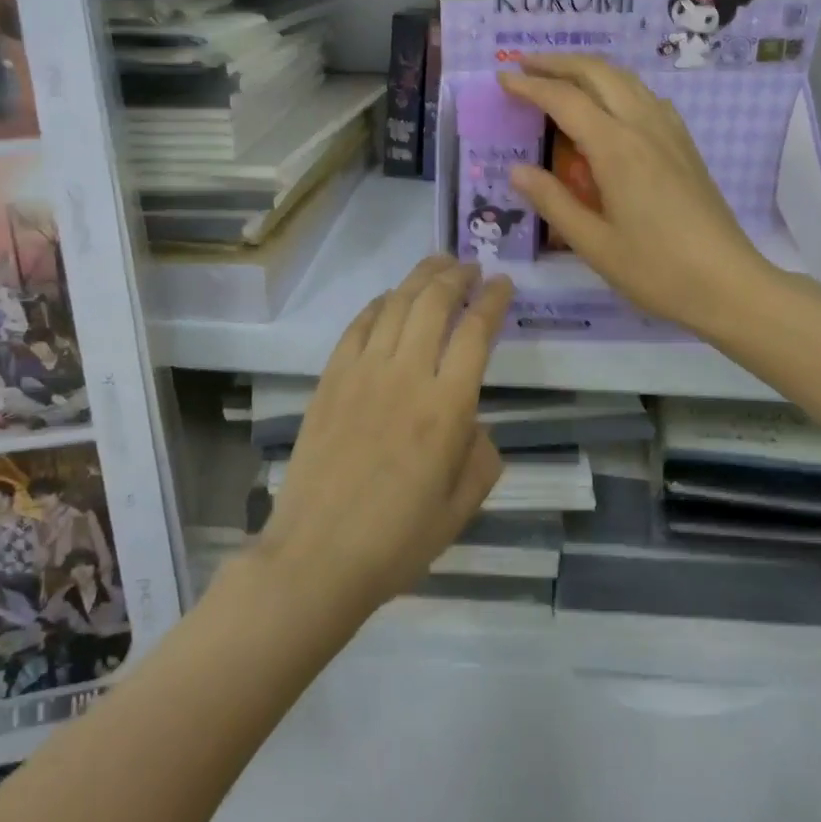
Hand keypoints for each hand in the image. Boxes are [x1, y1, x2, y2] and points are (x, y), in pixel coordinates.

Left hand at [256, 256, 512, 620]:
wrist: (317, 557)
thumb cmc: (398, 540)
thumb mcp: (462, 507)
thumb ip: (482, 455)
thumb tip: (471, 424)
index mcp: (446, 408)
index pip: (476, 332)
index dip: (493, 300)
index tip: (503, 284)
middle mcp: (406, 376)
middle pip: (434, 303)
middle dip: (457, 276)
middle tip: (471, 266)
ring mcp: (362, 373)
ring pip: (395, 305)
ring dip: (420, 278)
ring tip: (438, 264)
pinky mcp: (331, 380)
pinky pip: (358, 327)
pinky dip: (378, 304)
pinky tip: (389, 299)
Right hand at [500, 54, 768, 335]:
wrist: (729, 284)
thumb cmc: (656, 270)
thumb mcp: (593, 244)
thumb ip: (553, 202)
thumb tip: (516, 170)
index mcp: (617, 149)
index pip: (565, 100)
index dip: (530, 86)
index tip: (502, 78)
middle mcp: (644, 127)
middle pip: (599, 73)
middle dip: (559, 62)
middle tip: (526, 63)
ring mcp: (670, 134)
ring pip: (627, 80)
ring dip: (590, 70)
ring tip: (561, 77)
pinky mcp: (685, 146)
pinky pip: (648, 98)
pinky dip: (619, 87)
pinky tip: (611, 107)